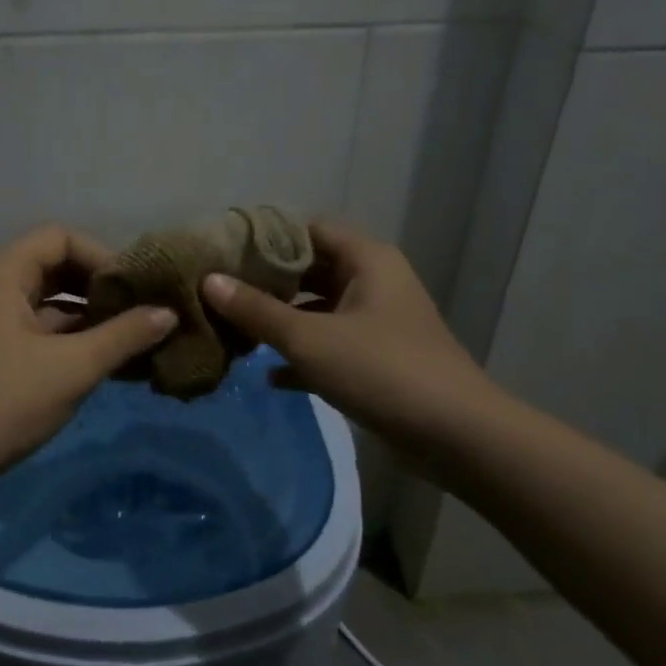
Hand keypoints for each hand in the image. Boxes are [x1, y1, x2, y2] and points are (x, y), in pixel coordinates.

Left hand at [0, 226, 177, 476]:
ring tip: (130, 335)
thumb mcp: (74, 366)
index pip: (59, 238)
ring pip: (46, 300)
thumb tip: (170, 313)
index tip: (133, 287)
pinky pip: (36, 327)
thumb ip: (124, 335)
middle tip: (137, 308)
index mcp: (2, 274)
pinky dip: (68, 336)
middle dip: (97, 285)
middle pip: (52, 265)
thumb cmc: (7, 401)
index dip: (101, 256)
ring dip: (86, 314)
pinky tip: (104, 358)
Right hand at [201, 221, 500, 458]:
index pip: (307, 229)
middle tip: (219, 291)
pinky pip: (330, 345)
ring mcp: (377, 322)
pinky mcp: (377, 359)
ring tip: (233, 328)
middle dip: (266, 282)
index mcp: (366, 259)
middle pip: (310, 269)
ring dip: (280, 320)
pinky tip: (266, 375)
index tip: (223, 252)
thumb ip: (257, 310)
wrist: (457, 437)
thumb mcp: (309, 339)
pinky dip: (302, 355)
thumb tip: (208, 281)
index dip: (265, 238)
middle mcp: (373, 281)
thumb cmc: (382, 370)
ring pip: (318, 309)